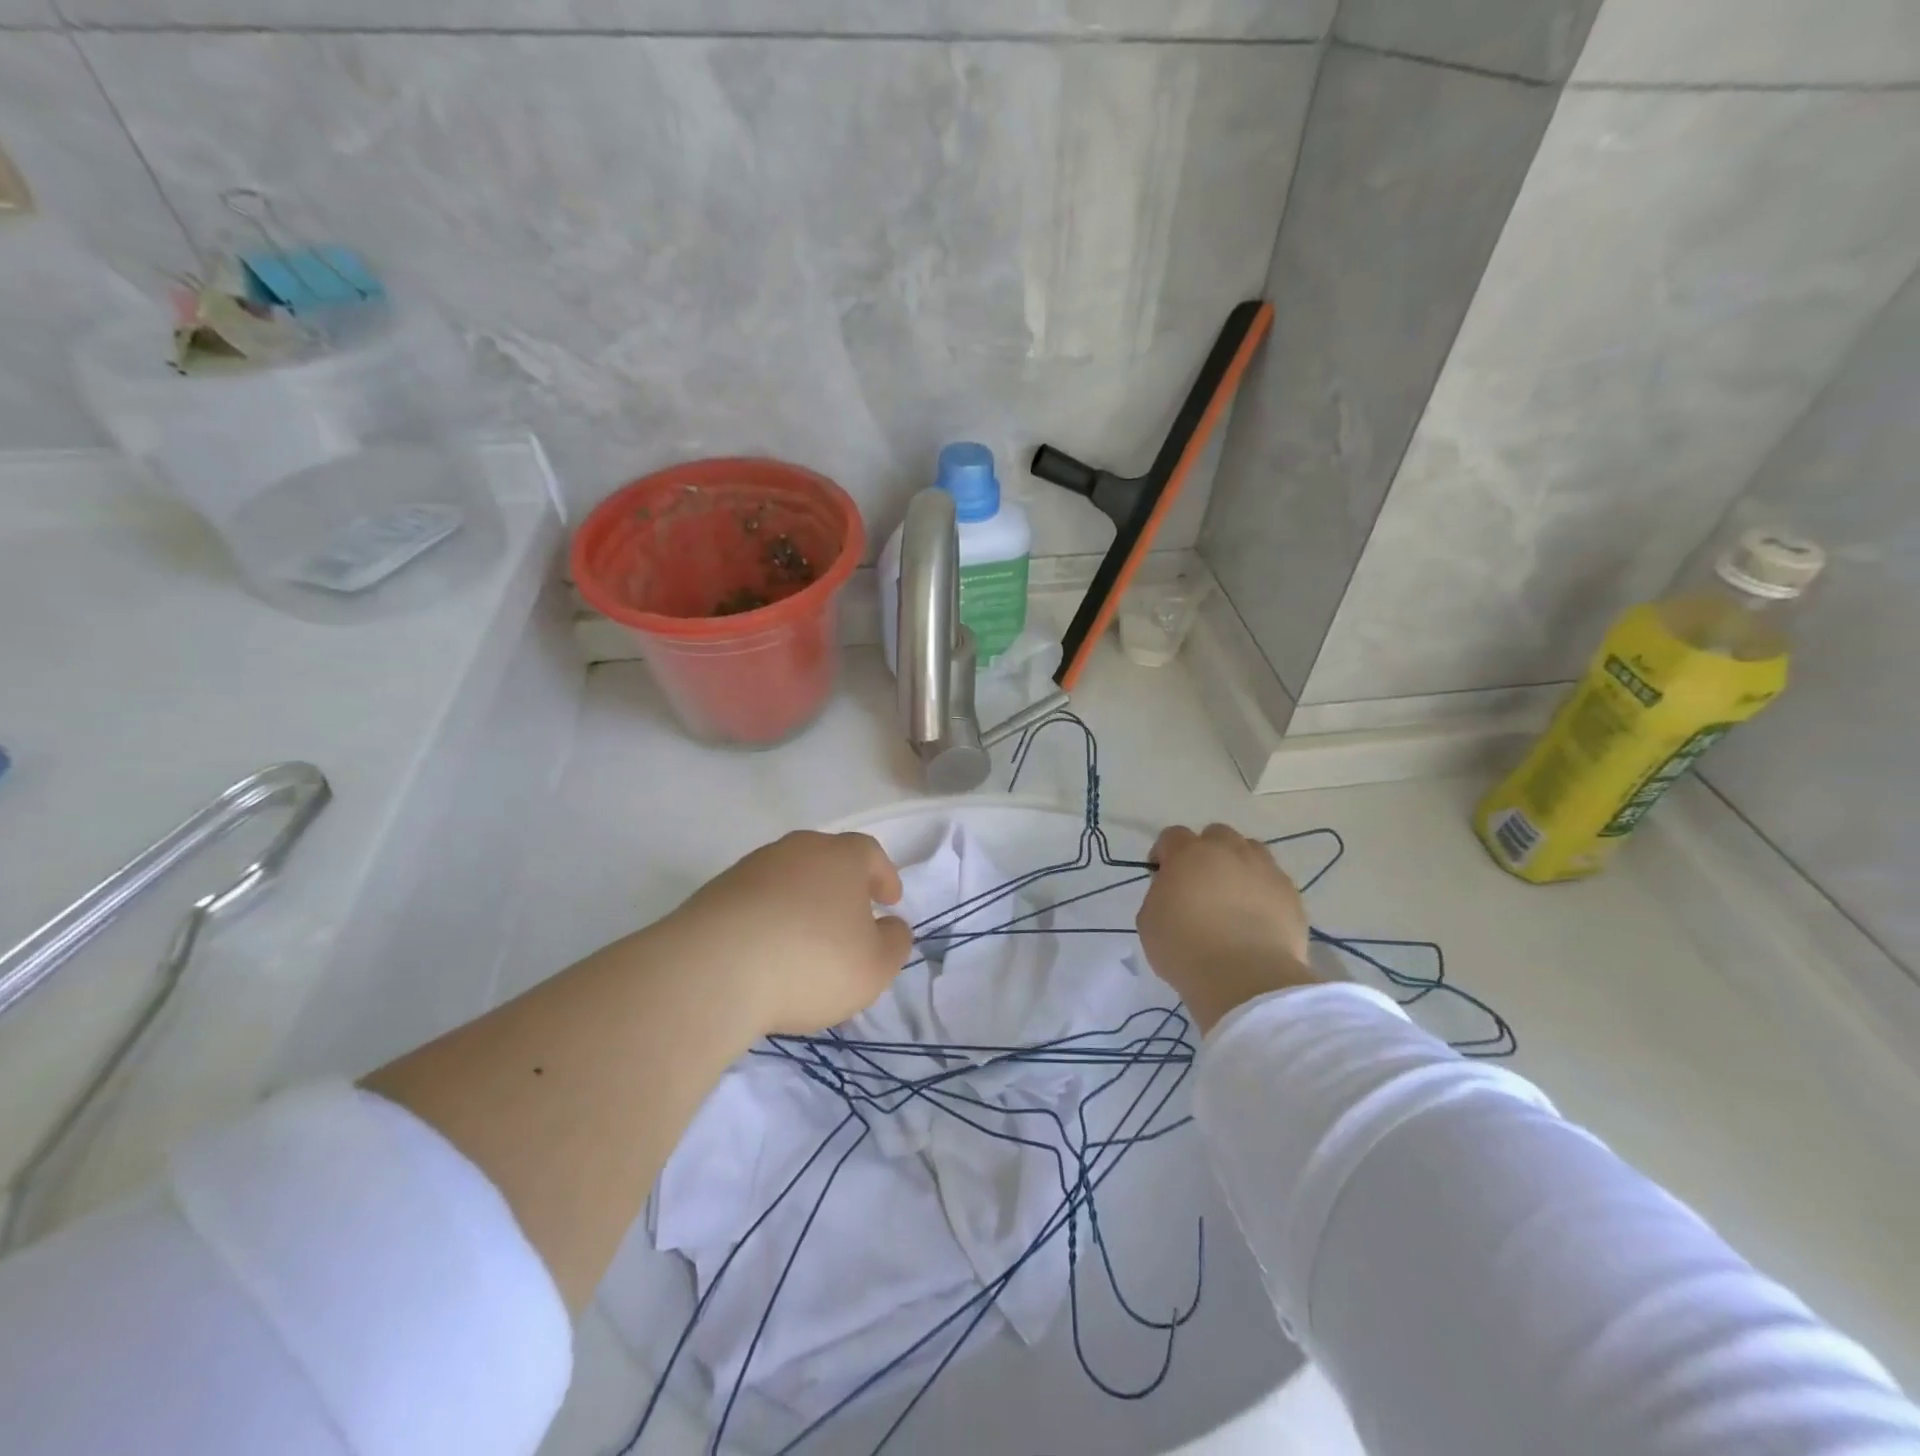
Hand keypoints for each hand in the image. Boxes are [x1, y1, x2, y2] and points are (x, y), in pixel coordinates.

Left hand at [654, 830, 913, 1037]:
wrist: (714, 970)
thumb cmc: (811, 962)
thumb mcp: (874, 967)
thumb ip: (894, 943)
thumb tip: (892, 926)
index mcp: (841, 857)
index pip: (870, 853)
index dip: (883, 875)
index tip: (889, 900)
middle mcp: (797, 850)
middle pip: (826, 859)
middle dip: (841, 885)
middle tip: (848, 916)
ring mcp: (751, 868)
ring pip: (788, 878)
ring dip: (801, 901)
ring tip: (804, 939)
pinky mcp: (716, 893)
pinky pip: (755, 900)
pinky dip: (767, 918)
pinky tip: (766, 951)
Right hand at [1137, 823, 1318, 1032]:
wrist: (1245, 979)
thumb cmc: (1185, 949)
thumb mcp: (1149, 921)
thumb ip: (1160, 895)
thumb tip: (1173, 891)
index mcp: (1188, 853)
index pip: (1172, 837)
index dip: (1164, 854)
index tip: (1162, 877)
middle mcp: (1228, 850)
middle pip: (1215, 835)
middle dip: (1205, 852)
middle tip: (1200, 884)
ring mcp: (1264, 869)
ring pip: (1250, 851)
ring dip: (1238, 864)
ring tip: (1233, 896)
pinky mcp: (1290, 893)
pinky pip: (1273, 881)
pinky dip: (1262, 891)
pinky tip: (1257, 917)